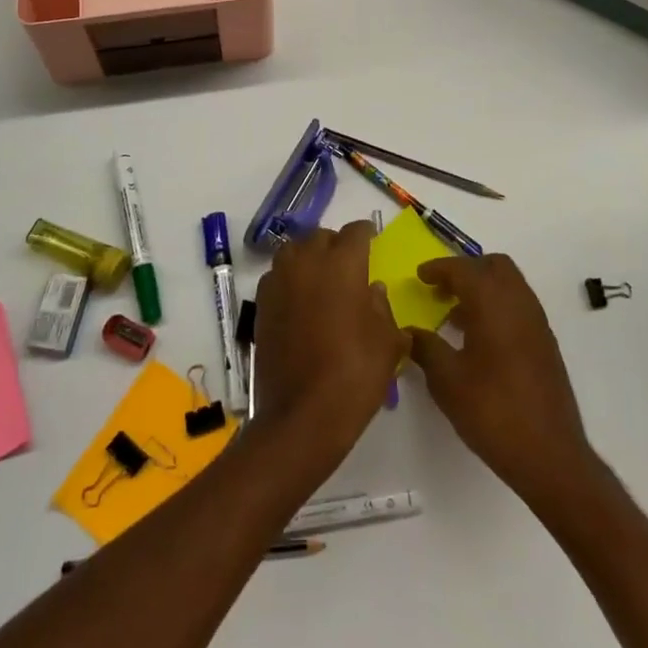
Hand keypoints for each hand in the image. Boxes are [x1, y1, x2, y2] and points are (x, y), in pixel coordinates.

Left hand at [251, 222, 408, 471]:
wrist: (301, 416)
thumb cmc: (354, 374)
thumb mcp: (387, 342)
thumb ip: (382, 308)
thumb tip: (373, 290)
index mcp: (342, 264)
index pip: (355, 232)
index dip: (366, 234)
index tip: (372, 240)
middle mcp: (307, 262)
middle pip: (321, 237)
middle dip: (336, 244)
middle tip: (349, 264)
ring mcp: (279, 282)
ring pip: (294, 251)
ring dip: (308, 256)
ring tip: (321, 277)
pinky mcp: (261, 304)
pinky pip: (277, 276)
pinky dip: (290, 279)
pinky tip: (300, 300)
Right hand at [406, 255, 591, 506]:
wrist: (550, 455)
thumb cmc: (493, 412)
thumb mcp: (447, 381)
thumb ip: (425, 348)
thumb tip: (407, 331)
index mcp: (492, 303)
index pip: (463, 269)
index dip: (439, 268)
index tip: (420, 276)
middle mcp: (519, 303)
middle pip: (493, 265)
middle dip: (465, 270)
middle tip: (441, 289)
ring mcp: (536, 322)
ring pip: (509, 284)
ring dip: (483, 287)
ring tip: (455, 314)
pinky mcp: (545, 343)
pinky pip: (518, 305)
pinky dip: (497, 305)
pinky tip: (479, 338)